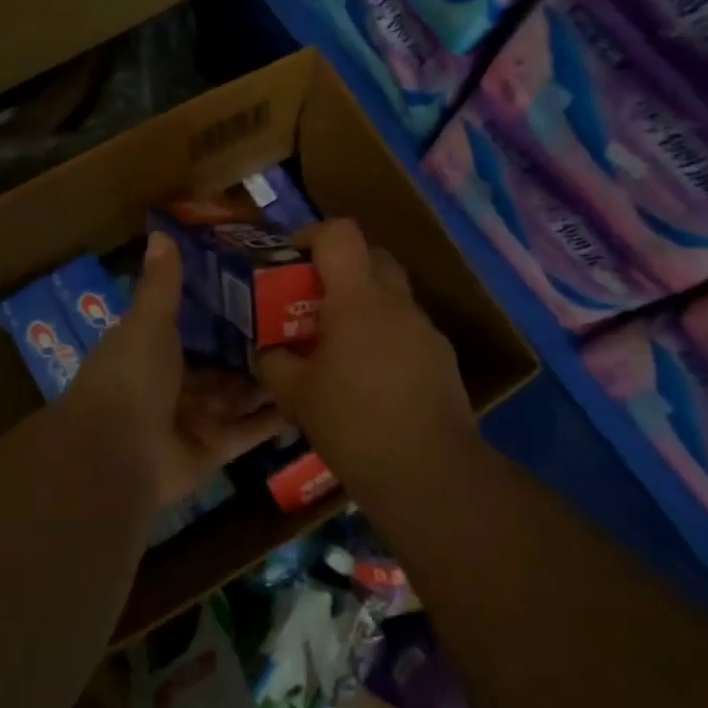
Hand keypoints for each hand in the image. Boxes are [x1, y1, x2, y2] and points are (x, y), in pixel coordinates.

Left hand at [60, 233, 288, 511]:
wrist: (116, 455)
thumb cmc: (131, 378)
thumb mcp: (148, 323)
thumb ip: (161, 283)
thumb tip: (161, 232)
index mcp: (152, 349)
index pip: (193, 324)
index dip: (224, 308)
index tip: (263, 286)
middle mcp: (173, 383)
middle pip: (220, 362)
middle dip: (254, 346)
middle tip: (303, 321)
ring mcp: (194, 419)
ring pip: (238, 396)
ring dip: (269, 380)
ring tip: (316, 355)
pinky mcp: (214, 450)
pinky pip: (249, 431)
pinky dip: (275, 419)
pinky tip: (310, 400)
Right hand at [257, 220, 476, 489]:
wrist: (429, 473)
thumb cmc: (353, 425)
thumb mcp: (296, 396)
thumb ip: (273, 364)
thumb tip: (265, 352)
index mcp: (358, 300)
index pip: (340, 234)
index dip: (312, 235)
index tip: (292, 259)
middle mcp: (397, 303)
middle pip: (372, 256)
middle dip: (341, 268)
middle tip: (314, 300)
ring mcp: (425, 329)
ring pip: (392, 295)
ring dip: (365, 304)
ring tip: (341, 346)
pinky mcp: (443, 357)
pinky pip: (407, 329)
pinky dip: (386, 336)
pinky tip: (372, 378)